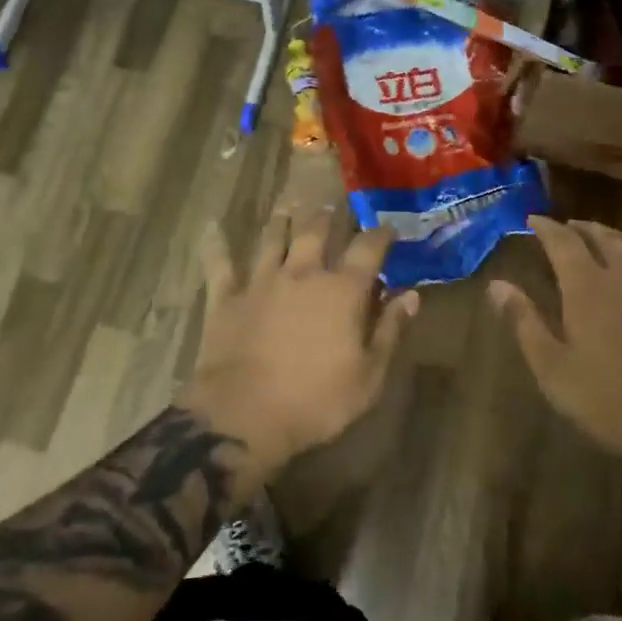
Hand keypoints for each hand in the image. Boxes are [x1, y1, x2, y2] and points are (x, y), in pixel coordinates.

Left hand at [181, 208, 418, 471]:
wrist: (244, 416)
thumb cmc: (316, 402)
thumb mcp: (369, 376)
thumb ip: (390, 330)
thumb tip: (410, 295)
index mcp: (342, 291)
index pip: (368, 249)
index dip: (381, 235)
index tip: (388, 228)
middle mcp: (302, 274)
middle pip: (316, 231)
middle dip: (328, 216)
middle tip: (332, 206)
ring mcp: (261, 282)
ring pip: (272, 238)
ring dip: (281, 219)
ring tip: (288, 204)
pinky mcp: (226, 298)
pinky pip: (219, 263)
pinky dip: (215, 244)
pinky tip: (211, 226)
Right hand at [490, 217, 621, 469]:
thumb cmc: (607, 399)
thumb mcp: (552, 367)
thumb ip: (524, 321)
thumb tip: (497, 285)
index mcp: (587, 287)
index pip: (563, 241)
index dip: (546, 227)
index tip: (533, 220)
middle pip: (603, 237)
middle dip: (581, 228)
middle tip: (567, 227)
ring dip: (612, 240)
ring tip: (601, 243)